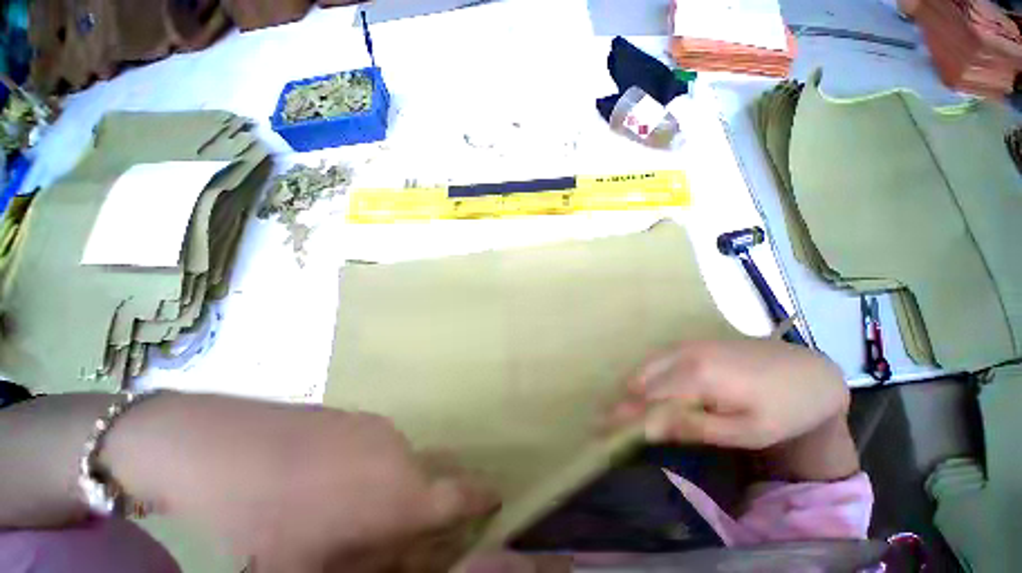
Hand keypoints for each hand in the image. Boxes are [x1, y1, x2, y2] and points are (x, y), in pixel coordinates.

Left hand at [103, 393, 497, 571]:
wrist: (203, 449)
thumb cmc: (254, 528)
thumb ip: (375, 565)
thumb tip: (409, 555)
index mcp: (399, 489)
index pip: (461, 492)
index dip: (482, 497)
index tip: (497, 498)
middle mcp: (397, 448)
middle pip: (431, 476)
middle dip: (431, 504)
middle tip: (409, 530)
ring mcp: (372, 425)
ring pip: (402, 461)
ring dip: (396, 487)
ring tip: (354, 513)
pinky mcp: (348, 415)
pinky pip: (376, 446)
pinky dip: (372, 469)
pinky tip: (328, 484)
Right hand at [606, 340, 857, 480]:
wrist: (810, 371)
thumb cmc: (784, 408)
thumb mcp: (746, 430)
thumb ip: (695, 427)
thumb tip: (650, 428)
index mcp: (697, 376)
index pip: (648, 398)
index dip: (624, 414)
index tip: (602, 427)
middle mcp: (684, 354)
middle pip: (641, 379)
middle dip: (624, 401)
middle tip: (609, 421)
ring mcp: (688, 344)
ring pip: (646, 365)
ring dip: (633, 388)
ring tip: (624, 409)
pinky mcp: (693, 342)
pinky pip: (658, 358)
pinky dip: (646, 375)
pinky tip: (647, 388)